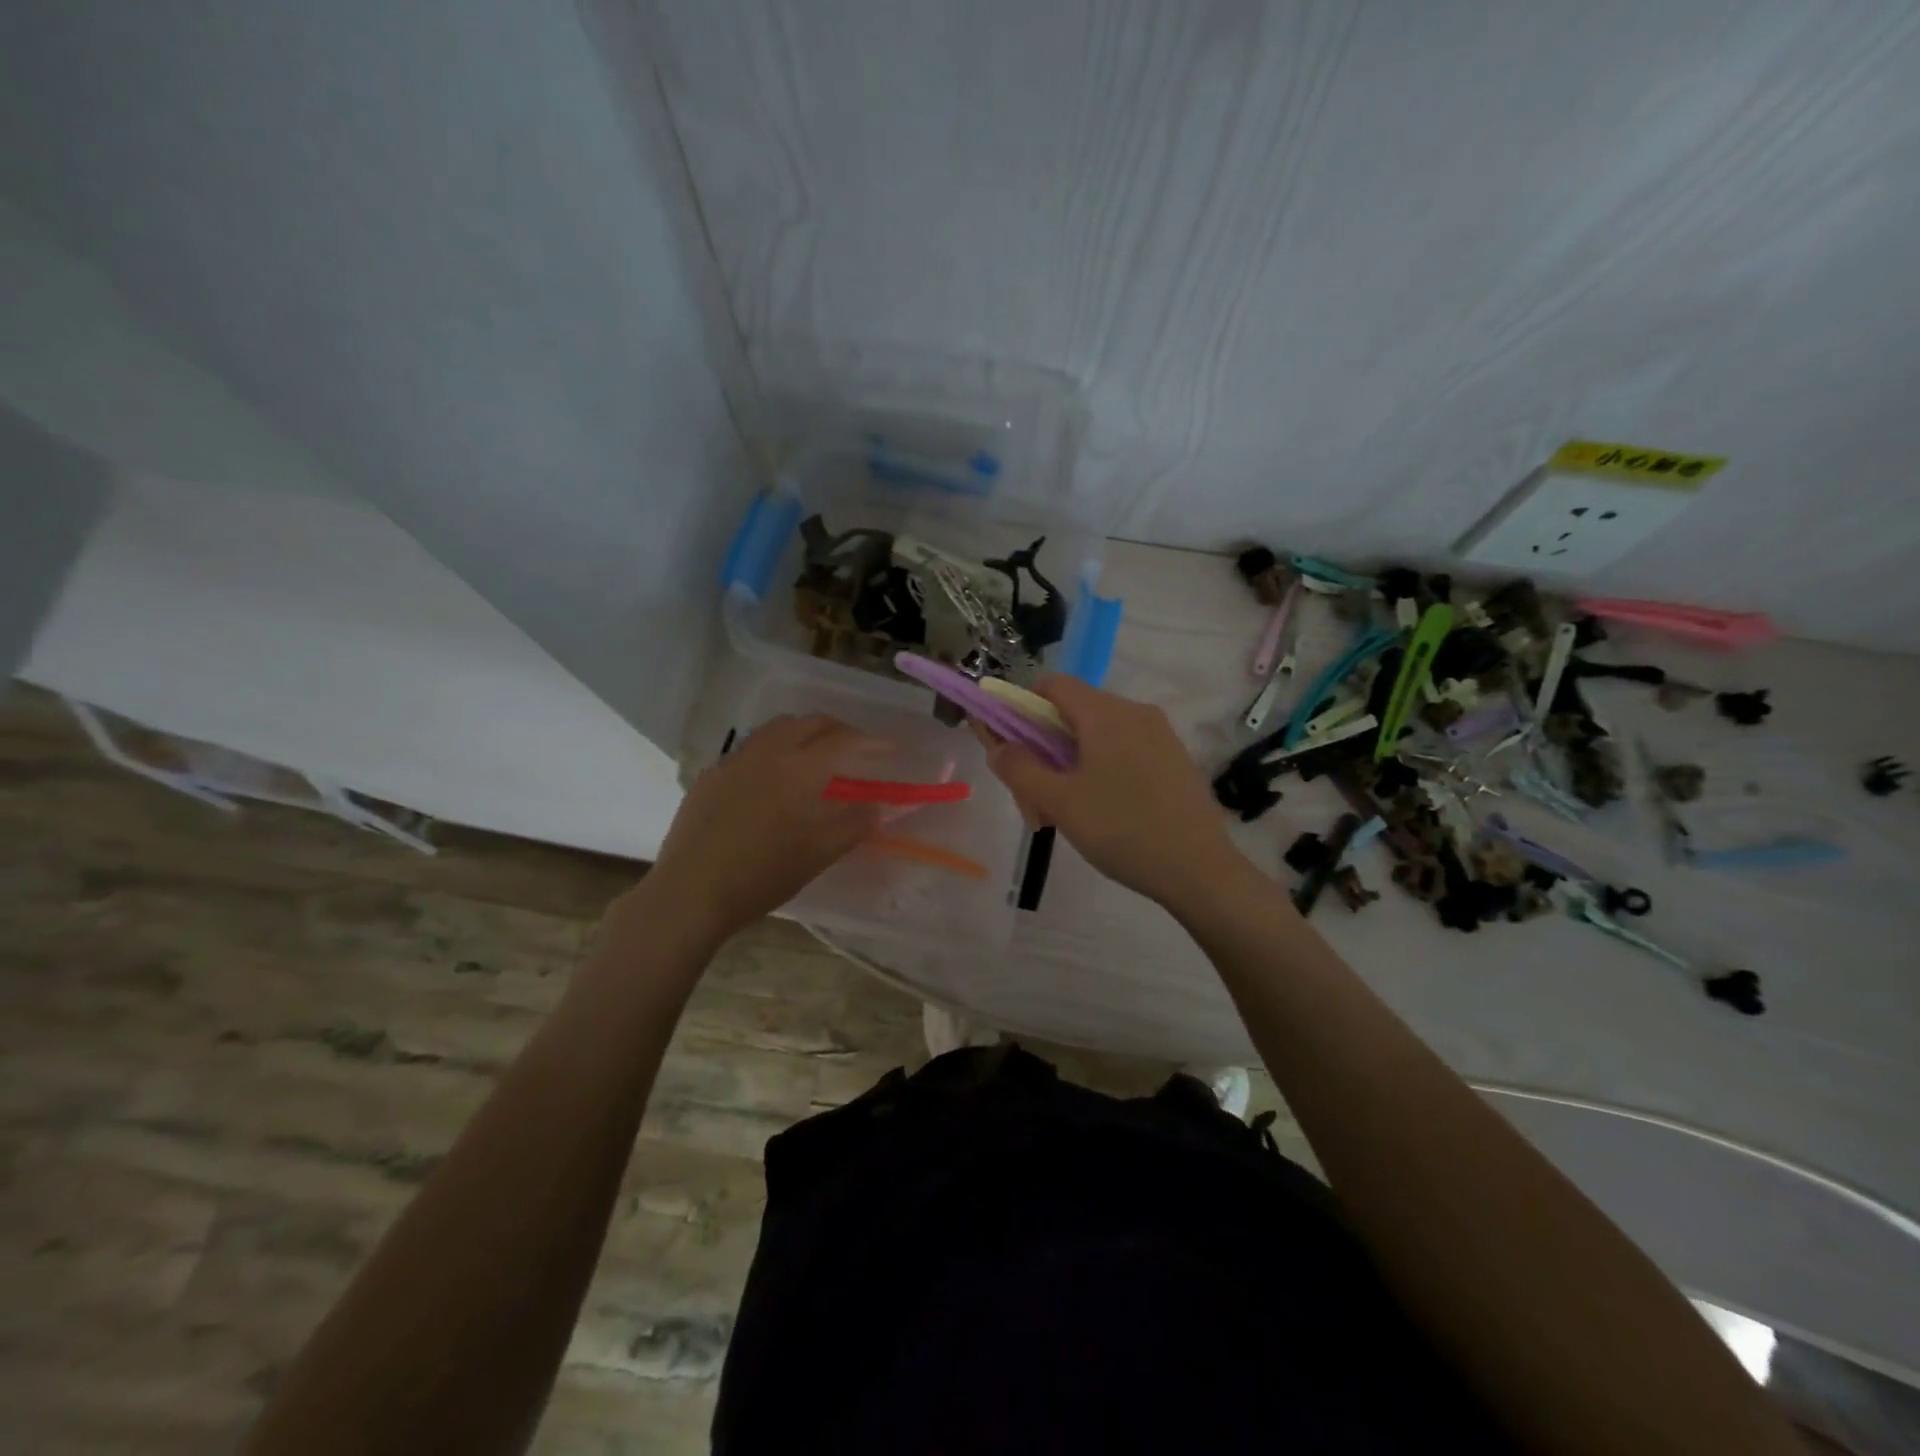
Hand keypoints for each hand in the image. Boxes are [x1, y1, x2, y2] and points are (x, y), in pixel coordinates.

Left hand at [644, 715, 880, 938]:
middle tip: (855, 750)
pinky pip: (750, 749)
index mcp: (799, 769)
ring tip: (815, 757)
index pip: (843, 740)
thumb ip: (854, 824)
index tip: (890, 748)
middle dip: (838, 730)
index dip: (871, 741)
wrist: (691, 892)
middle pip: (810, 723)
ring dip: (803, 734)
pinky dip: (773, 751)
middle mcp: (767, 752)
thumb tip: (879, 806)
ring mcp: (734, 760)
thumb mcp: (818, 854)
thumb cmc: (762, 875)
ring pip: (776, 729)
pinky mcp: (711, 775)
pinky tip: (772, 780)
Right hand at [980, 677, 1247, 911]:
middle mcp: (1135, 711)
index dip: (1022, 706)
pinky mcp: (1174, 759)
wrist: (1200, 870)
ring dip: (1071, 764)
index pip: (1052, 684)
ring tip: (1066, 814)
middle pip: (1073, 712)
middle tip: (1035, 798)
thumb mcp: (1060, 802)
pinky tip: (1102, 813)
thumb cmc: (1122, 829)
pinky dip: (1101, 769)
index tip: (1010, 746)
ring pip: (1099, 735)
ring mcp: (1160, 735)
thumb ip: (1020, 769)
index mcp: (1105, 713)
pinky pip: (1125, 750)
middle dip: (1043, 748)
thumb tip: (998, 747)